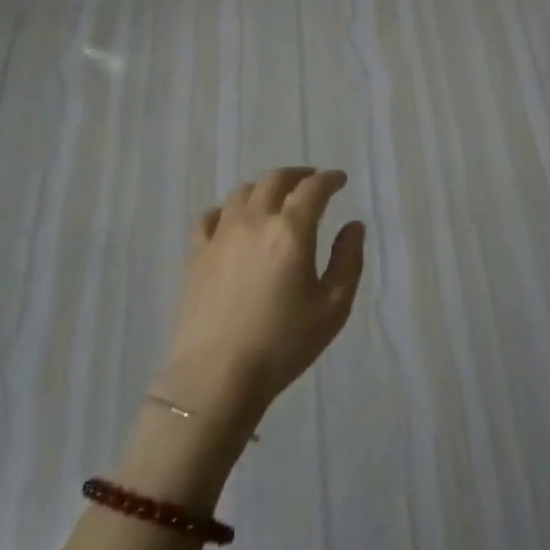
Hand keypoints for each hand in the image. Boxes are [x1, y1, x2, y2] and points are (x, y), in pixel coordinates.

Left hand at [154, 167, 365, 442]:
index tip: (339, 180)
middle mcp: (255, 220)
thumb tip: (353, 226)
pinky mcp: (196, 254)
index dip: (329, 179)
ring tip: (275, 198)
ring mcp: (221, 235)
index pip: (313, 189)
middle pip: (274, 180)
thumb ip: (348, 260)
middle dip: (297, 175)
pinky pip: (211, 216)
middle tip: (310, 182)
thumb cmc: (284, 343)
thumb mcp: (334, 306)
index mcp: (292, 230)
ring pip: (242, 193)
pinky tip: (233, 221)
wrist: (217, 375)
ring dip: (264, 188)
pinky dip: (228, 209)